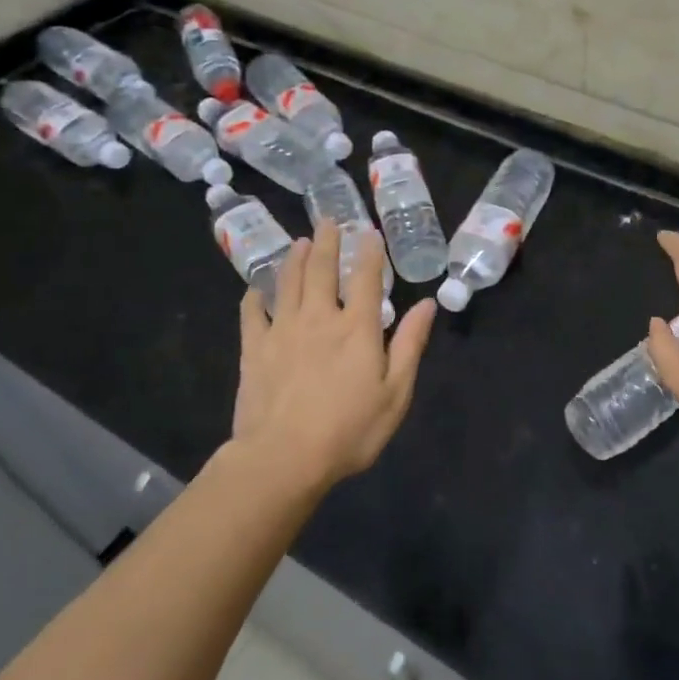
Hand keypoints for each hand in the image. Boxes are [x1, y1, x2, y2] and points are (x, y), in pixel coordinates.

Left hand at [231, 220, 435, 487]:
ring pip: (288, 283)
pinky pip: (252, 315)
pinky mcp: (253, 350)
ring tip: (300, 241)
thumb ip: (410, 344)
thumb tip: (426, 304)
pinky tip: (255, 289)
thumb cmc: (349, 430)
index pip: (366, 278)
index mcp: (357, 328)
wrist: (283, 458)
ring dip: (295, 259)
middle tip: (328, 221)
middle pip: (322, 270)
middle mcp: (319, 318)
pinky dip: (254, 298)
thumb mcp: (395, 393)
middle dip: (328, 242)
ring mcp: (282, 331)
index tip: (369, 231)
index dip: (369, 252)